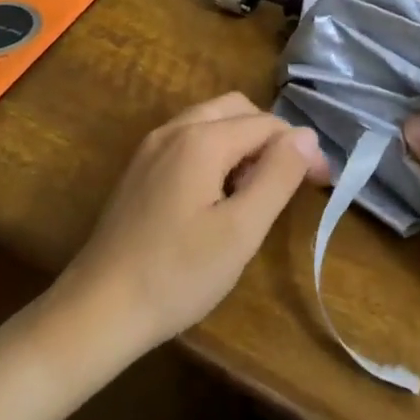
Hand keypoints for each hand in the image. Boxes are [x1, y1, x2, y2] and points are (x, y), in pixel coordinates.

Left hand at [61, 93, 330, 353]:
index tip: (322, 183)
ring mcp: (152, 147)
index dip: (301, 148)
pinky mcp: (140, 169)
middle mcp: (174, 129)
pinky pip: (190, 141)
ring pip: (212, 122)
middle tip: (292, 180)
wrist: (97, 310)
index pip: (267, 124)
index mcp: (201, 139)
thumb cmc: (177, 274)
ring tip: (259, 190)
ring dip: (244, 143)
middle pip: (238, 109)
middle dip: (272, 137)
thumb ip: (277, 176)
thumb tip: (306, 136)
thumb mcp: (241, 230)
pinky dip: (217, 153)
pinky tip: (220, 196)